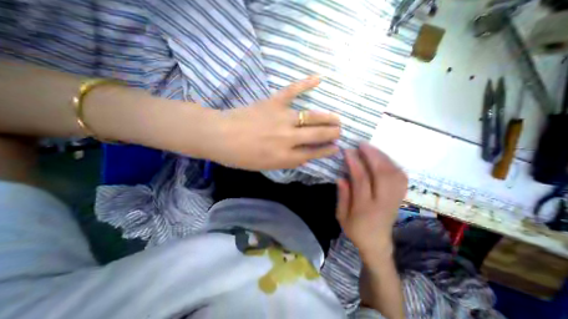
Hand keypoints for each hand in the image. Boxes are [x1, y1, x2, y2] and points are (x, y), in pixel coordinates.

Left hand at [208, 76, 340, 170]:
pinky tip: (319, 78)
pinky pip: (292, 91)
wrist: (219, 136)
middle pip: (317, 135)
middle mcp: (287, 138)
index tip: (336, 148)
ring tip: (337, 118)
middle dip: (332, 134)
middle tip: (340, 131)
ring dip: (327, 117)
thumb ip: (287, 161)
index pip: (313, 153)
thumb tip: (305, 155)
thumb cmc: (240, 156)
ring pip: (311, 116)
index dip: (326, 151)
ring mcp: (281, 118)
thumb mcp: (266, 166)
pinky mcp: (272, 103)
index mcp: (284, 156)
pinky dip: (305, 83)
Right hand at [334, 144, 406, 259]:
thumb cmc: (355, 230)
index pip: (362, 180)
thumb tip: (341, 177)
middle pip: (382, 174)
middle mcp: (383, 202)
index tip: (347, 151)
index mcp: (365, 208)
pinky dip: (392, 164)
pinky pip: (401, 177)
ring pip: (394, 173)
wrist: (377, 243)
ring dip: (383, 157)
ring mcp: (395, 199)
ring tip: (370, 148)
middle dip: (372, 155)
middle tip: (361, 144)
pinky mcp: (400, 197)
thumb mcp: (341, 216)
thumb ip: (342, 196)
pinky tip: (383, 158)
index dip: (355, 163)